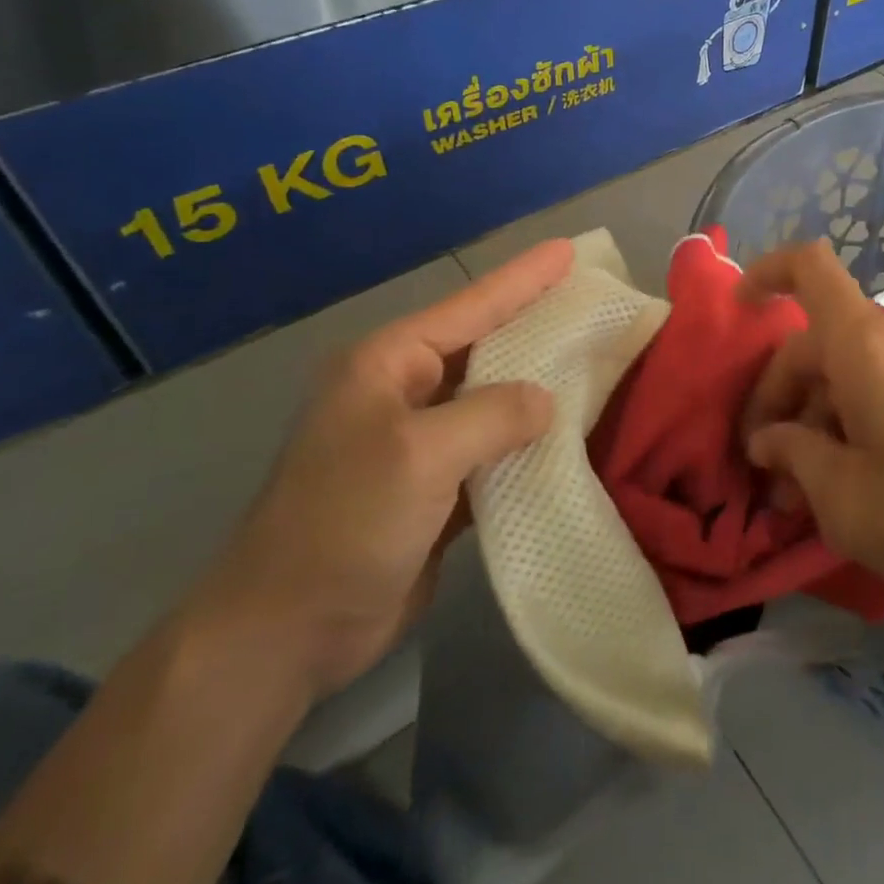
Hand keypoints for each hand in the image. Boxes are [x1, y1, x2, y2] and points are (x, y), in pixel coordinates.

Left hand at [187, 240, 571, 698]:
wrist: (287, 633)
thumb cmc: (344, 523)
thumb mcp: (420, 455)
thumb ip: (492, 415)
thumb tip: (546, 400)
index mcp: (388, 364)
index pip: (471, 307)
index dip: (523, 278)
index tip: (569, 250)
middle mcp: (405, 392)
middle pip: (485, 347)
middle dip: (537, 324)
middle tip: (594, 302)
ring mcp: (420, 441)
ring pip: (493, 400)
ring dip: (538, 386)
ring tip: (596, 359)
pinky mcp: (436, 487)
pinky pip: (494, 449)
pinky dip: (528, 442)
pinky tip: (571, 431)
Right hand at [738, 243, 883, 619]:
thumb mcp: (845, 497)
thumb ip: (794, 457)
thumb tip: (770, 441)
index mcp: (862, 341)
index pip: (809, 266)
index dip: (766, 272)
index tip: (740, 310)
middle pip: (817, 341)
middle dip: (783, 399)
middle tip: (770, 468)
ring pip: (849, 368)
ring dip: (819, 417)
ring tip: (809, 489)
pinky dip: (856, 417)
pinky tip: (856, 477)